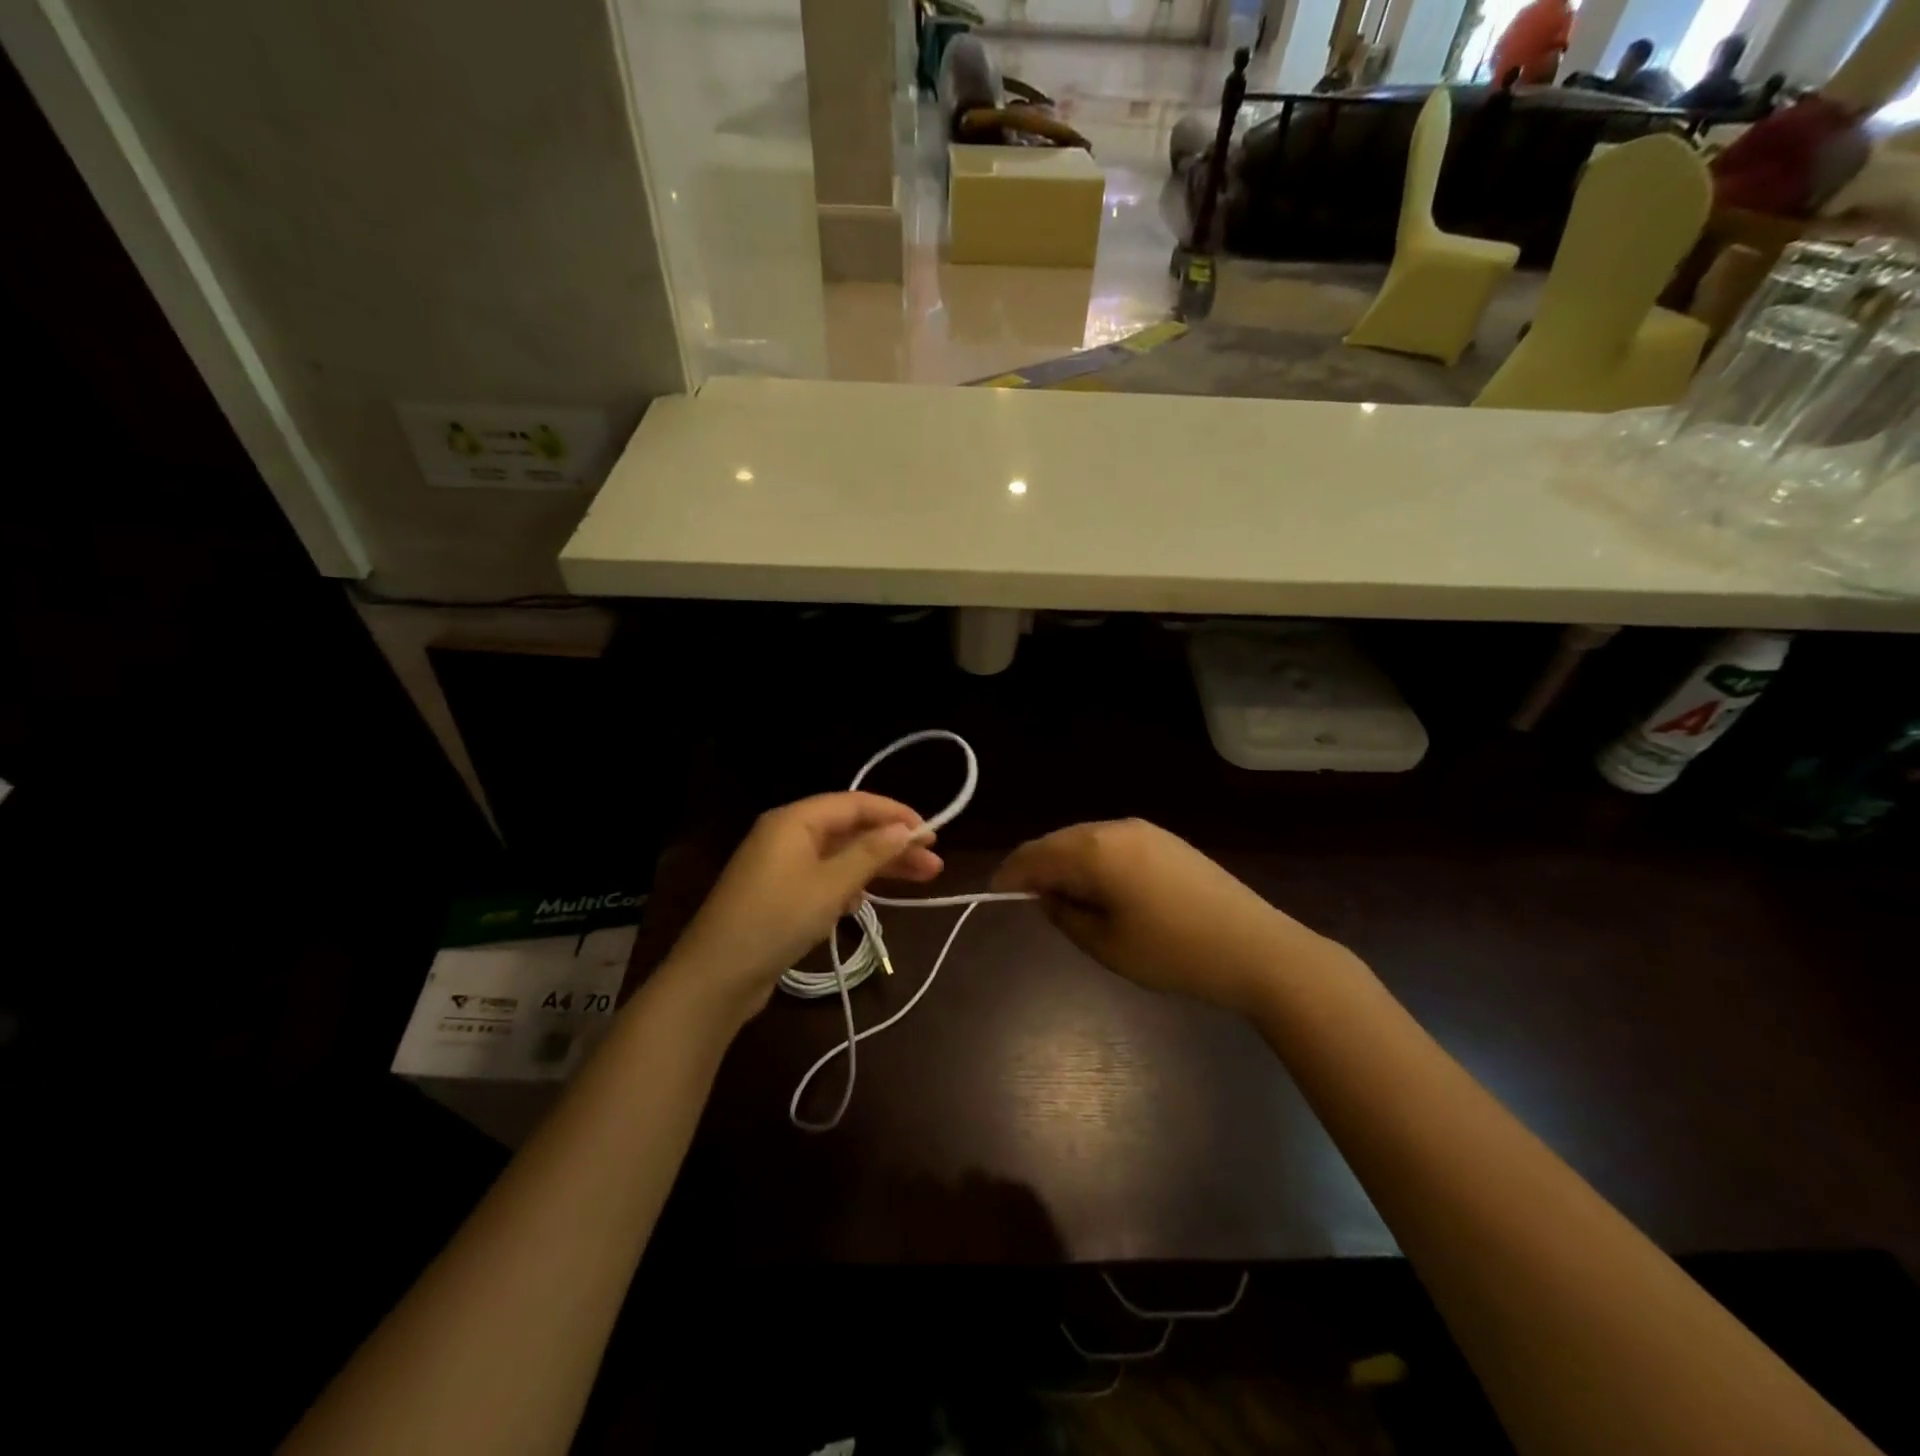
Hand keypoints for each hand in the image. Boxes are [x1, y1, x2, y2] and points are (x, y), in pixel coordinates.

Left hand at [661, 792, 942, 1027]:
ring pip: (840, 856)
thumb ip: (870, 853)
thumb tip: (904, 828)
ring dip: (877, 866)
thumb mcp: (830, 885)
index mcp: (794, 820)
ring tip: (920, 880)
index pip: (855, 803)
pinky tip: (869, 900)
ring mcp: (781, 866)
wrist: (716, 977)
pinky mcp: (780, 895)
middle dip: (892, 845)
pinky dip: (851, 884)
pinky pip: (825, 878)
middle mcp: (787, 835)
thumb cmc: (776, 920)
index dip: (895, 815)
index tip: (931, 833)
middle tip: (934, 864)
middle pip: (850, 830)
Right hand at [992, 819, 1321, 1014]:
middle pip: (1059, 841)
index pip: (1035, 854)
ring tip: (1063, 899)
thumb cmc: (1174, 952)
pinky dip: (1094, 862)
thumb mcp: (1107, 945)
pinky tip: (1102, 890)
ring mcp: (1145, 831)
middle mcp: (1116, 828)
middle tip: (1028, 901)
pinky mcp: (1167, 841)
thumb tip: (1045, 897)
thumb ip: (1065, 916)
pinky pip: (1113, 843)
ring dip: (1067, 864)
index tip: (996, 894)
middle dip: (1038, 867)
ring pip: (1086, 840)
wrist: (1257, 948)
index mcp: (1095, 850)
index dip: (1010, 874)